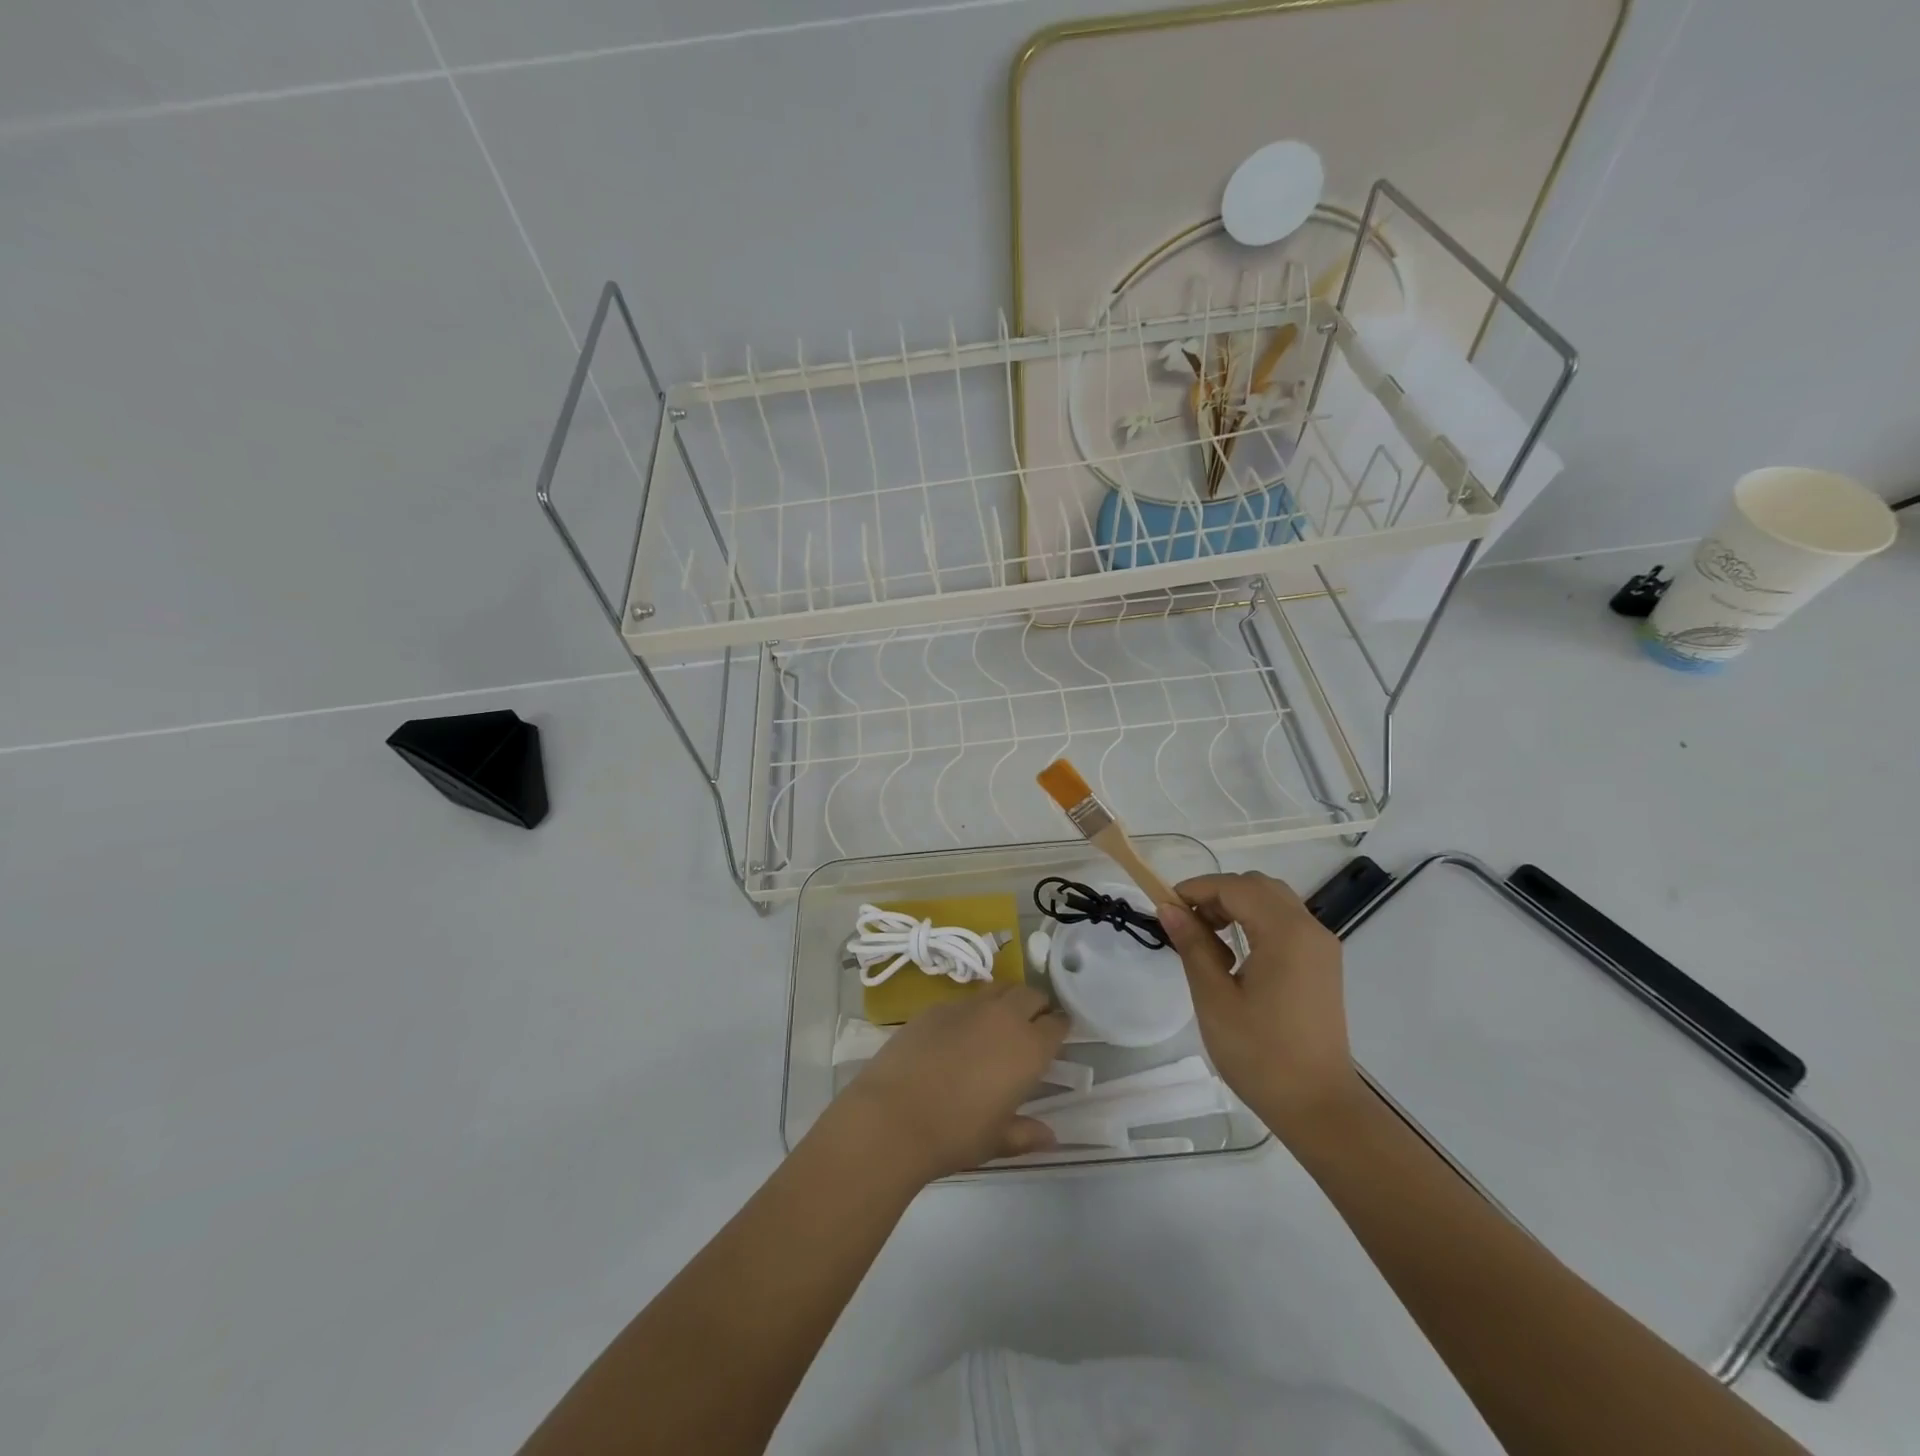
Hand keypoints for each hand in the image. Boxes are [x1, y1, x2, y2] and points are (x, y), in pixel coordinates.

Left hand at [829, 985, 1069, 1183]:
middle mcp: (1004, 1017)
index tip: (1057, 1036)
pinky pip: (965, 1000)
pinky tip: (959, 1033)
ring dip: (1006, 1001)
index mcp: (1029, 1048)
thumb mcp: (997, 1140)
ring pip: (998, 989)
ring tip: (999, 1023)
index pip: (1057, 1024)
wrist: (893, 1115)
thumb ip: (1026, 1133)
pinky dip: (972, 1011)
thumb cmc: (955, 1133)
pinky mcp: (936, 1007)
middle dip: (1036, 1006)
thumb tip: (1050, 1136)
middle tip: (1032, 1025)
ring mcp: (968, 1006)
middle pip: (1031, 995)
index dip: (1060, 1028)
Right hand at [1157, 872, 1361, 1136]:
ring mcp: (1321, 947)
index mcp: (1285, 933)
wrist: (1319, 1107)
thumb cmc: (1260, 1054)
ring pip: (1273, 901)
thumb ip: (1193, 945)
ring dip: (1236, 906)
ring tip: (1207, 939)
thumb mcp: (1215, 998)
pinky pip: (1286, 923)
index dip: (1196, 889)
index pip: (1235, 887)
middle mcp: (1310, 929)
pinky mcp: (1323, 964)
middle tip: (1186, 923)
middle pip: (1257, 886)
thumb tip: (1169, 909)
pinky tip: (1235, 956)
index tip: (1165, 907)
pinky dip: (1256, 922)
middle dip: (1217, 894)